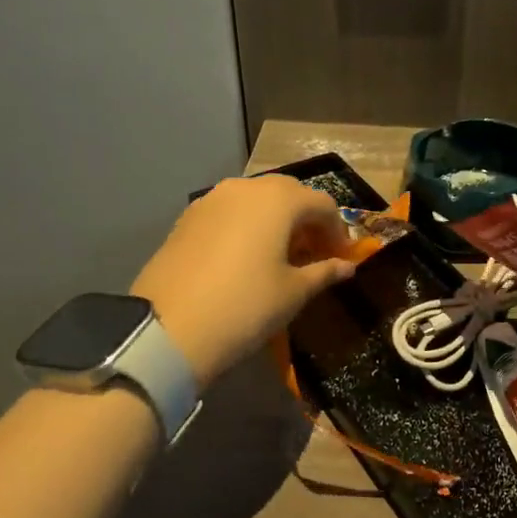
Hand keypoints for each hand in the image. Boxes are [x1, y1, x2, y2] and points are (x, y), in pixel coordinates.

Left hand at [130, 176, 354, 387]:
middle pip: (288, 193)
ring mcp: (211, 200)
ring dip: (276, 220)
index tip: (341, 258)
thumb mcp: (294, 292)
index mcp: (278, 200)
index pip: (322, 204)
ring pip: (256, 200)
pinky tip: (247, 256)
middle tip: (314, 253)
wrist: (170, 329)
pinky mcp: (188, 217)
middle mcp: (245, 188)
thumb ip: (324, 272)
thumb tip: (346, 267)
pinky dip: (248, 225)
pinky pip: (230, 212)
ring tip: (281, 255)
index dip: (337, 230)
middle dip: (307, 220)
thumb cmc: (246, 306)